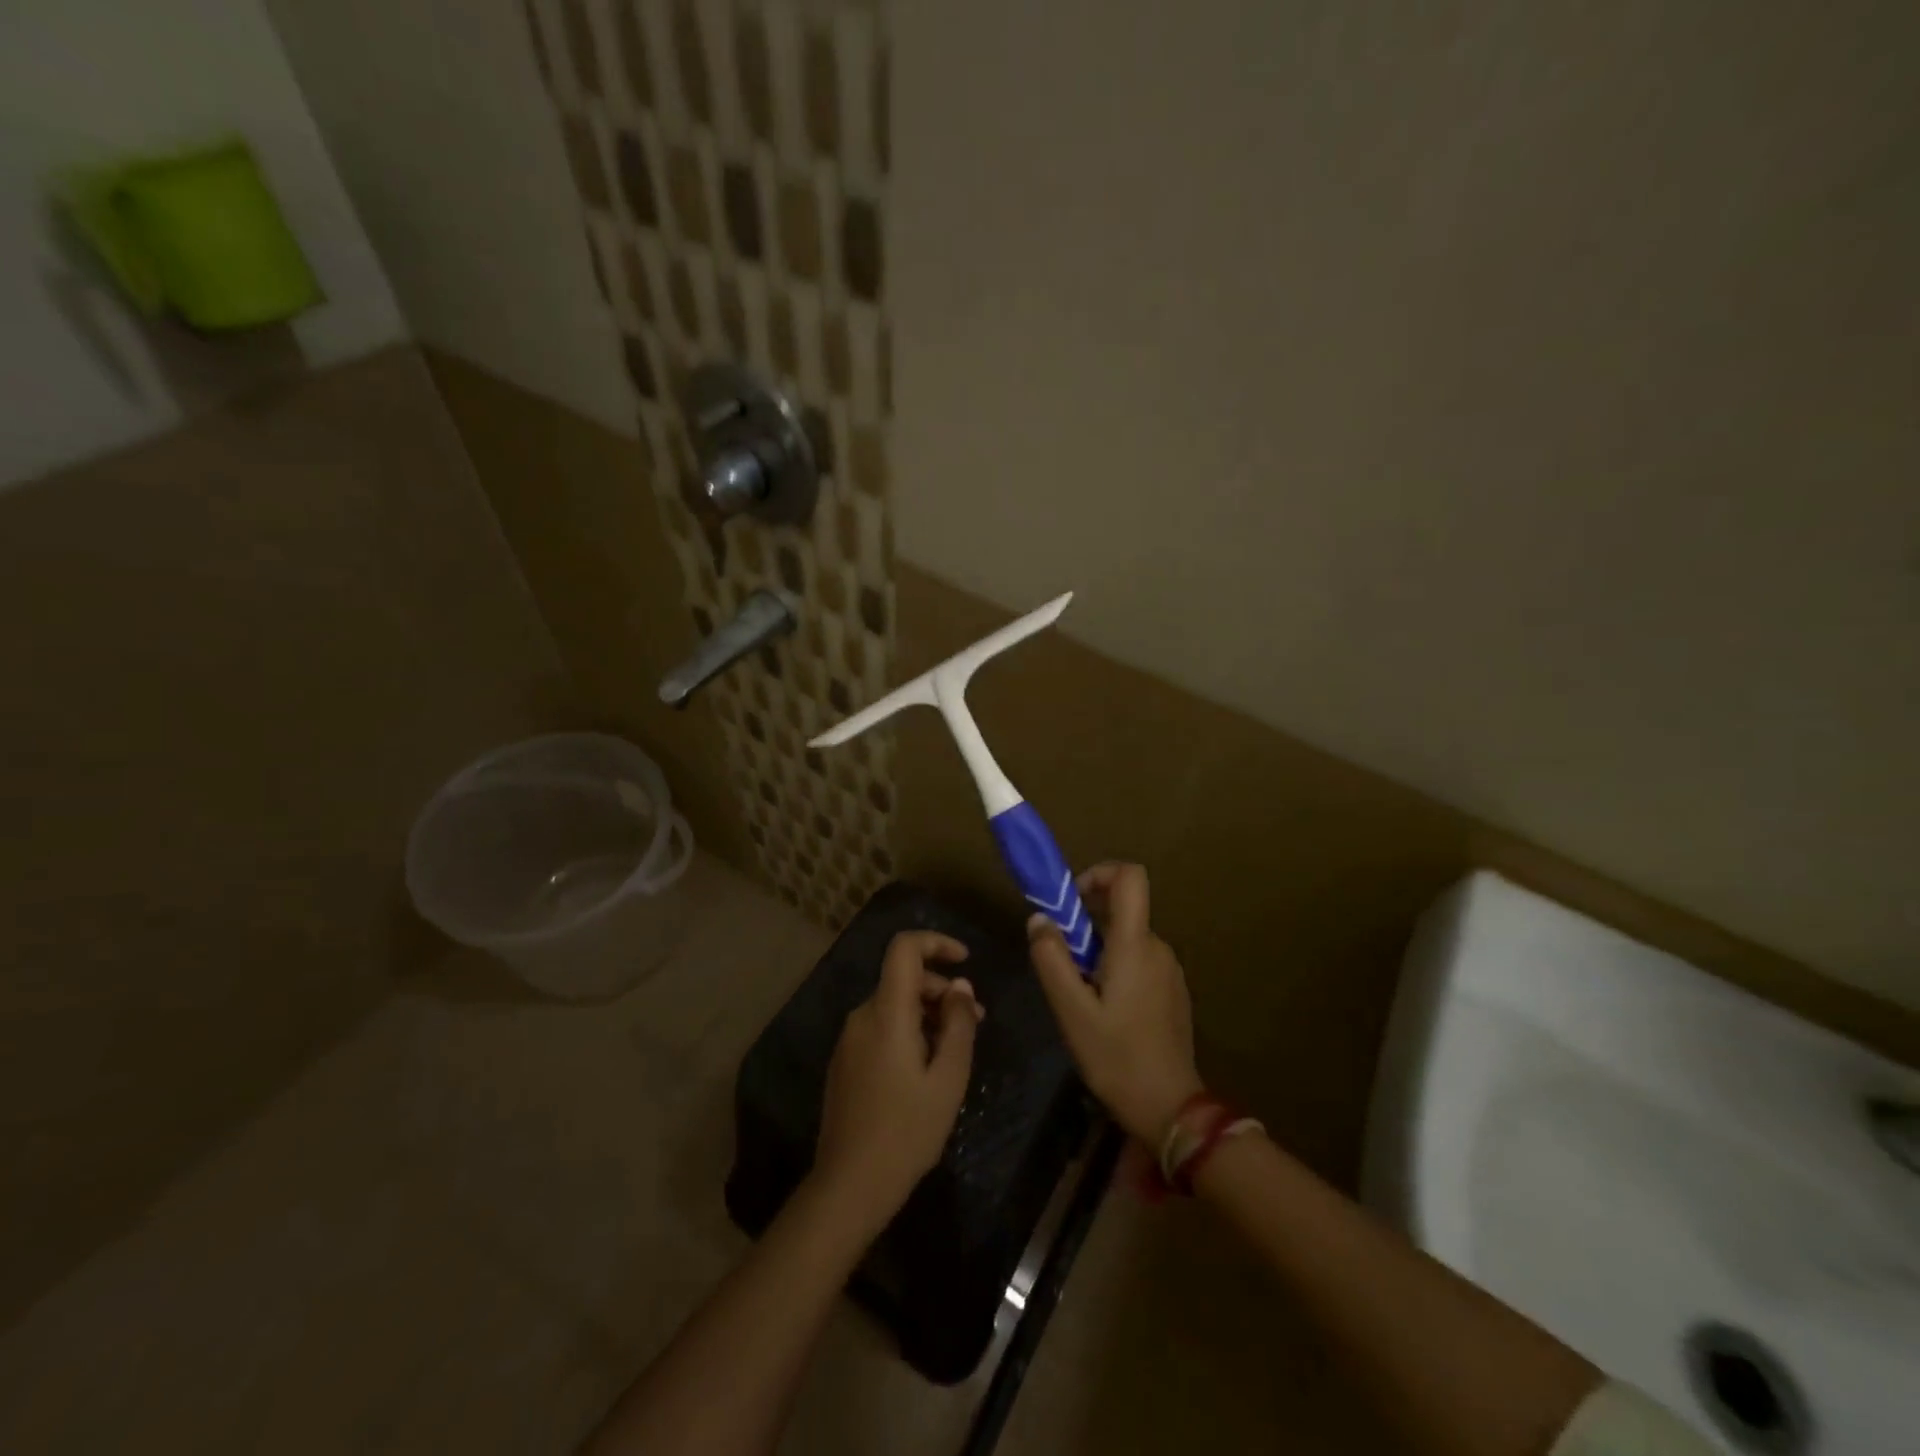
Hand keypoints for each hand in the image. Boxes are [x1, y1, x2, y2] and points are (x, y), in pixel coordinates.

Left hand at [811, 931, 982, 1235]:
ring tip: (957, 1048)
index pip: (904, 948)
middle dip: (941, 989)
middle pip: (902, 978)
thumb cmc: (906, 1132)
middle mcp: (862, 1016)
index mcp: (886, 1013)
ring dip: (927, 1013)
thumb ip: (958, 1025)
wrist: (848, 1186)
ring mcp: (849, 1039)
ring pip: (893, 1005)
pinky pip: (880, 1027)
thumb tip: (960, 987)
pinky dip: (908, 1030)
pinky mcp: (845, 1061)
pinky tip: (927, 1067)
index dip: (936, 942)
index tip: (965, 959)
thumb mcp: (948, 1079)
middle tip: (977, 1021)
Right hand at [1028, 863, 1202, 1144]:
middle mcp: (1158, 947)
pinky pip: (1140, 961)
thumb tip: (1039, 918)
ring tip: (1081, 996)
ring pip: (1127, 939)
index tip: (1071, 901)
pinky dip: (1116, 969)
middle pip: (1122, 910)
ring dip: (1099, 951)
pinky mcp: (1173, 990)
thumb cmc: (1116, 1057)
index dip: (1099, 873)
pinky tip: (1105, 1011)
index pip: (1130, 877)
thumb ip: (1052, 959)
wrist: (1170, 1108)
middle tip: (1063, 965)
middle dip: (1086, 925)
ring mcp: (1169, 970)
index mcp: (1135, 944)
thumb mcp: (1071, 1011)